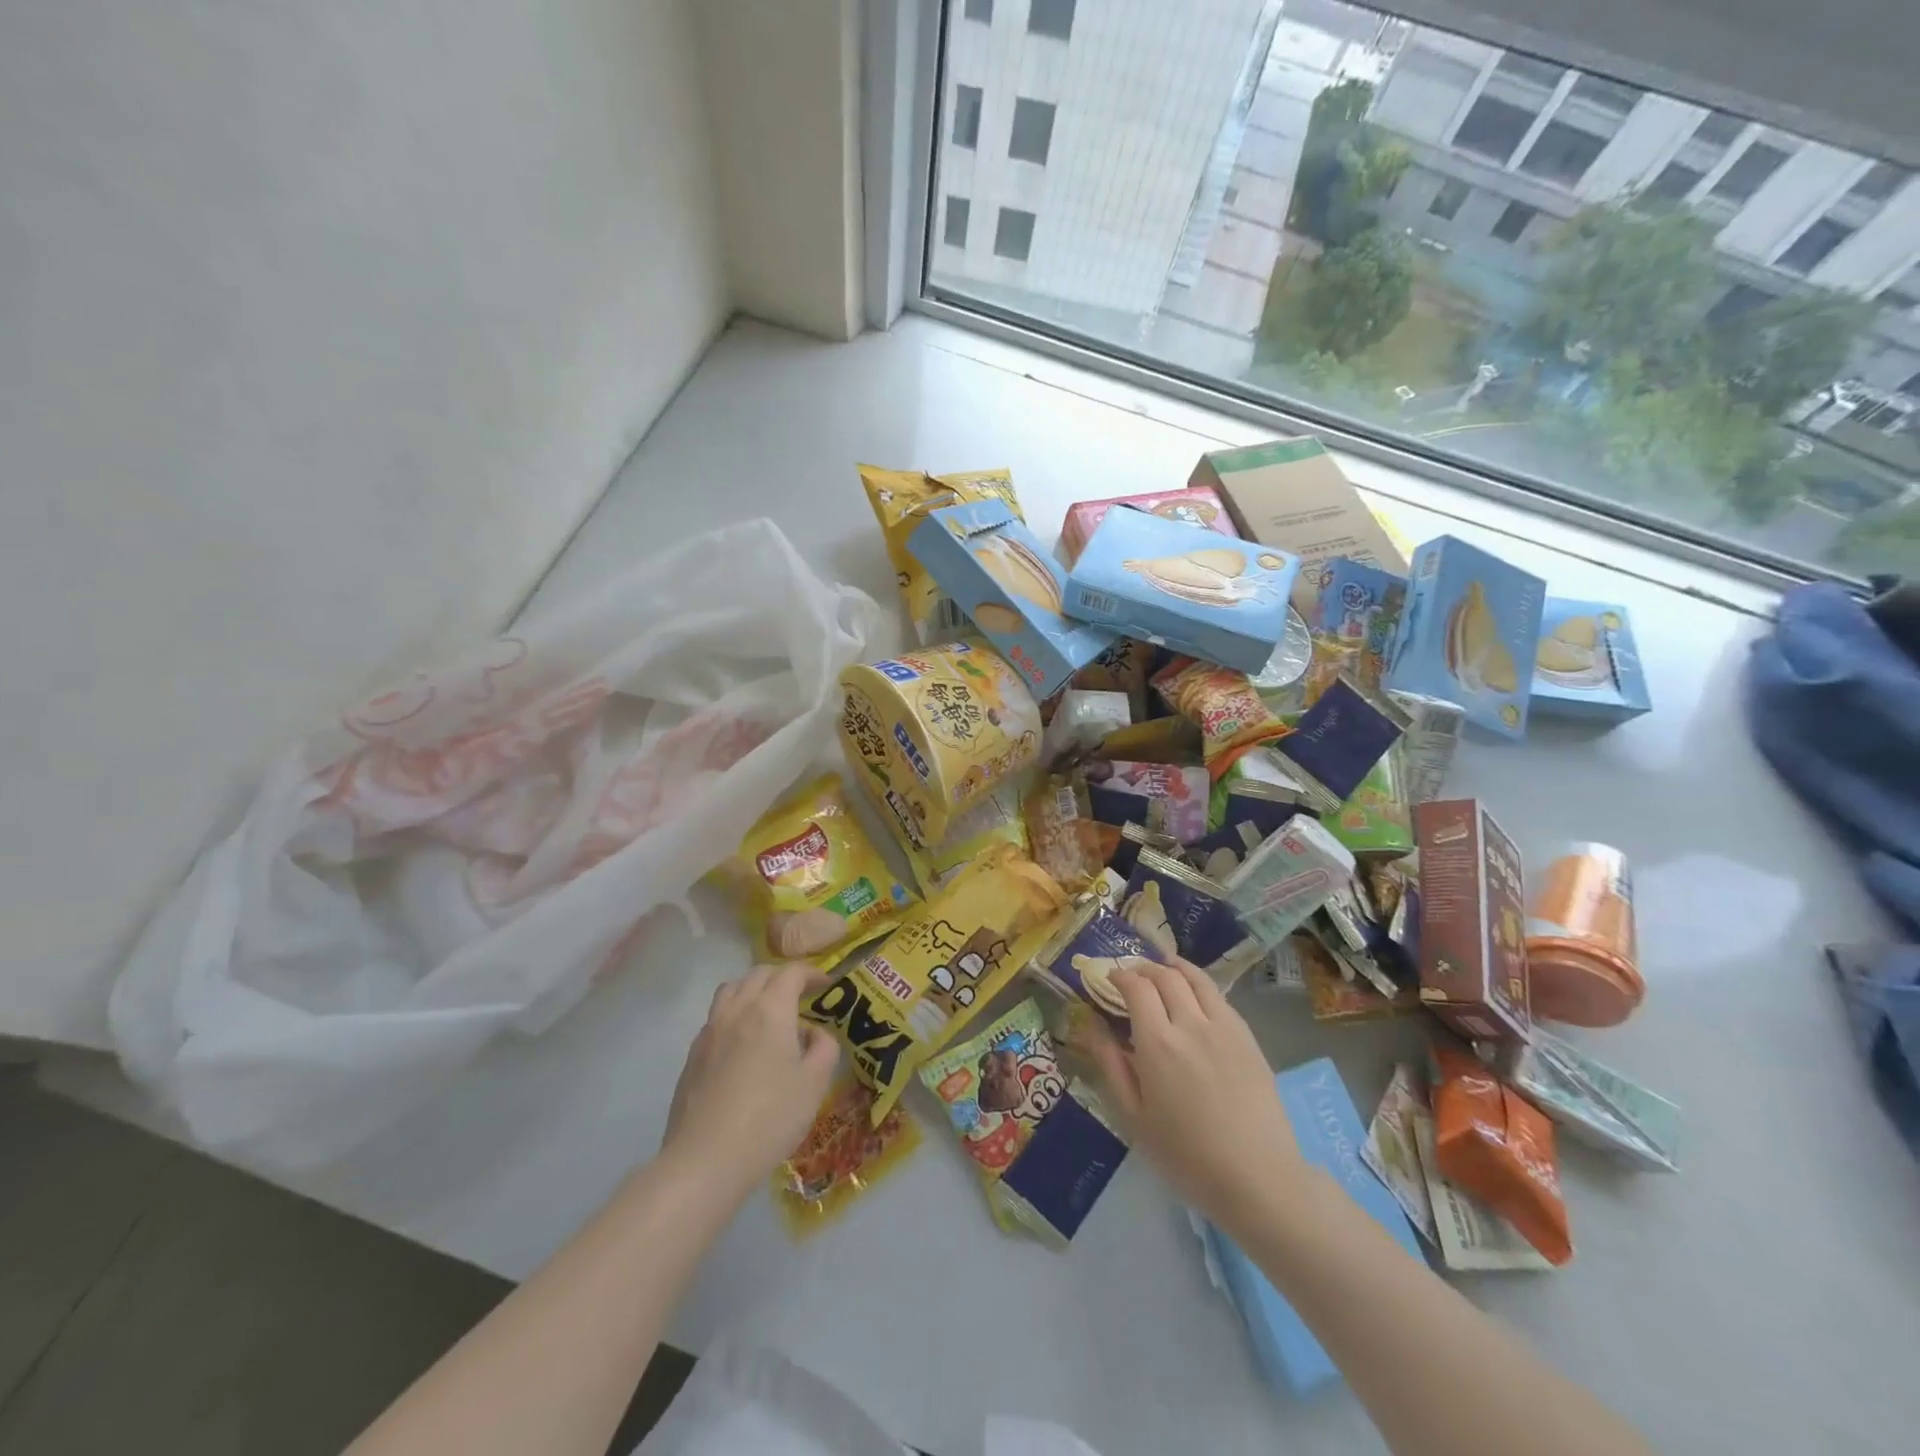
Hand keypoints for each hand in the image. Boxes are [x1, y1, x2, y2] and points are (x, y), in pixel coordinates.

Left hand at [660, 963, 840, 1200]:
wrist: (705, 1160)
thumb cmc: (770, 1118)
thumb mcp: (815, 1083)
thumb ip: (824, 1047)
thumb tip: (814, 1032)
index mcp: (770, 1010)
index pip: (792, 973)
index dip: (812, 973)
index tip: (827, 984)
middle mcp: (738, 1010)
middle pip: (760, 974)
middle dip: (783, 977)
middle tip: (802, 995)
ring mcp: (710, 1031)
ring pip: (732, 989)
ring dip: (754, 989)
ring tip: (768, 1011)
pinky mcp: (693, 1055)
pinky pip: (716, 1016)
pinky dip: (735, 1013)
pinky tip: (743, 1043)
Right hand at [1079, 958, 1307, 1230]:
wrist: (1258, 1178)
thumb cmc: (1186, 1155)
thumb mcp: (1135, 1118)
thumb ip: (1112, 1066)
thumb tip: (1092, 1028)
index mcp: (1157, 1043)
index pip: (1136, 987)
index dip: (1120, 976)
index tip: (1110, 978)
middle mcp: (1190, 1023)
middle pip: (1166, 976)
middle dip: (1144, 967)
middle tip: (1133, 974)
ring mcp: (1224, 1027)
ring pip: (1197, 979)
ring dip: (1175, 967)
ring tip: (1164, 968)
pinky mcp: (1248, 1037)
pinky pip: (1220, 998)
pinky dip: (1200, 986)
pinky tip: (1195, 996)